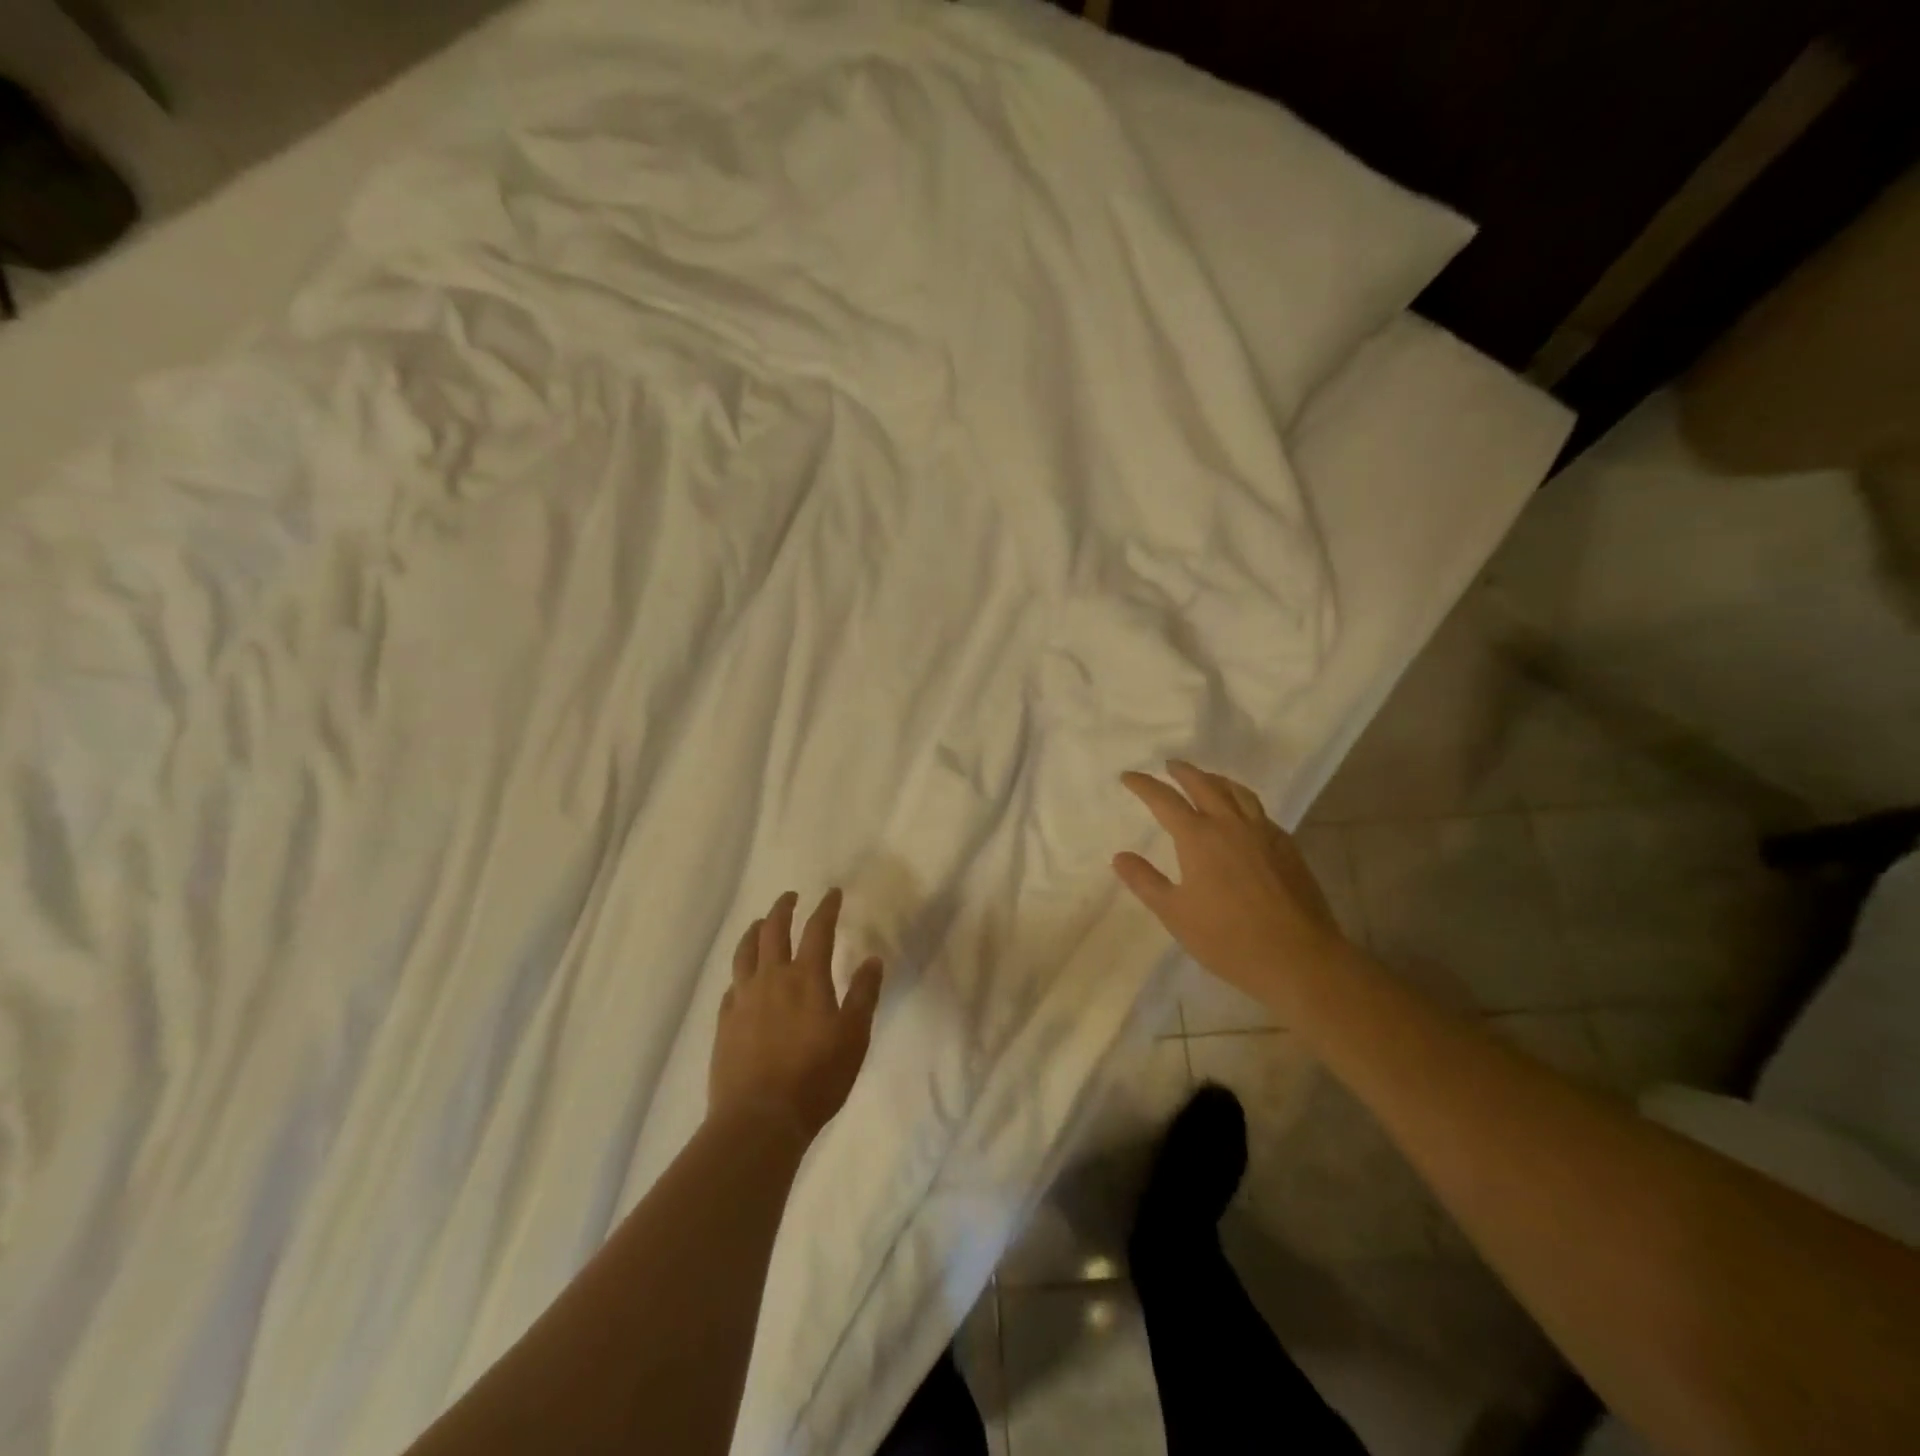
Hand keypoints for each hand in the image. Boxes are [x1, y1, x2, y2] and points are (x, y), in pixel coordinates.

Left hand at [710, 889, 883, 1143]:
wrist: (759, 1119)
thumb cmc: (817, 1077)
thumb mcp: (854, 1037)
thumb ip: (863, 995)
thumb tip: (872, 959)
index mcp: (806, 978)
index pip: (818, 930)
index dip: (826, 908)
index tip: (832, 893)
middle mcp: (771, 979)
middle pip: (774, 931)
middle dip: (783, 909)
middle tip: (790, 897)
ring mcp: (743, 1000)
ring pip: (745, 952)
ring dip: (755, 932)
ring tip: (760, 924)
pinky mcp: (725, 1023)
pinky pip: (731, 985)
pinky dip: (740, 971)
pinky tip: (742, 978)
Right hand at [1113, 762, 1345, 1005]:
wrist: (1298, 957)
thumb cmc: (1228, 938)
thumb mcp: (1175, 914)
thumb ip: (1145, 881)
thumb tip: (1120, 856)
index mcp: (1199, 837)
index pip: (1165, 800)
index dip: (1144, 785)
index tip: (1128, 776)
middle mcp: (1230, 825)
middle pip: (1204, 785)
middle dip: (1183, 772)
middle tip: (1170, 765)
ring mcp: (1263, 833)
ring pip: (1237, 793)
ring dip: (1217, 780)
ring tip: (1207, 778)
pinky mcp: (1287, 847)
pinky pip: (1260, 811)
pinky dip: (1243, 801)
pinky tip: (1243, 814)